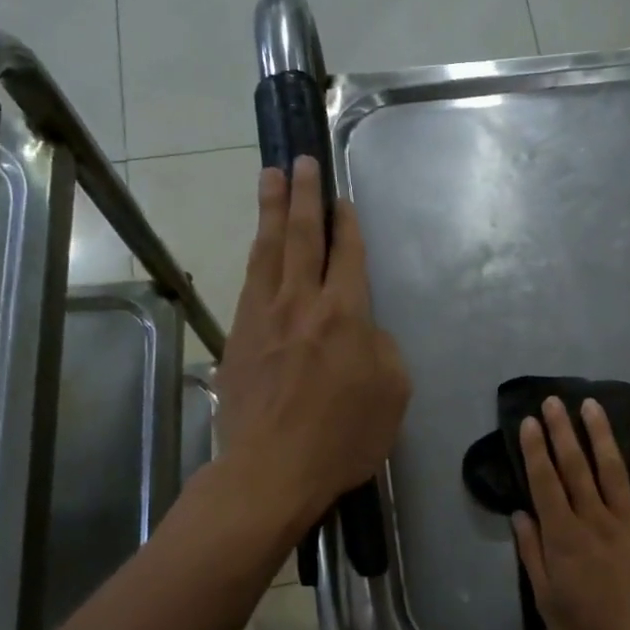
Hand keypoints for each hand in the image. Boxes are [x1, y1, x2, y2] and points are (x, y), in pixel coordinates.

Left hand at [214, 157, 410, 529]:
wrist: (271, 469)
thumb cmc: (343, 437)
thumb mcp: (392, 394)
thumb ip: (382, 348)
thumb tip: (363, 329)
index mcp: (345, 314)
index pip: (347, 255)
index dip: (346, 223)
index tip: (342, 199)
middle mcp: (301, 303)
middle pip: (302, 236)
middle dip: (304, 196)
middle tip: (302, 160)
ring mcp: (263, 317)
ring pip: (268, 250)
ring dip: (271, 210)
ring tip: (272, 177)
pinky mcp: (237, 337)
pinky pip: (250, 281)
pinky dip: (257, 254)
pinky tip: (259, 246)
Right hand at [512, 397, 629, 629]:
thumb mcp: (546, 600)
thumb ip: (533, 554)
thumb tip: (520, 513)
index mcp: (564, 538)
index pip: (546, 483)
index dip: (536, 450)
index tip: (529, 422)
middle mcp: (595, 520)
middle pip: (576, 467)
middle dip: (563, 431)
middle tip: (554, 401)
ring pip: (612, 470)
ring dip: (601, 435)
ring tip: (591, 406)